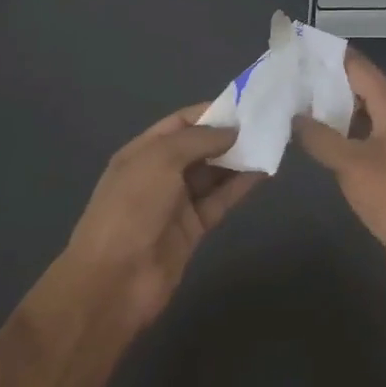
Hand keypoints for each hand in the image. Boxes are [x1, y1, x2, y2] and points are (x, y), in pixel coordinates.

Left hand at [61, 105, 258, 327]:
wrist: (113, 281)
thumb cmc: (132, 208)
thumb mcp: (160, 160)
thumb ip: (198, 139)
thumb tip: (232, 130)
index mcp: (143, 151)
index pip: (180, 123)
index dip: (211, 112)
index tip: (246, 105)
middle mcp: (160, 173)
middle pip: (199, 147)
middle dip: (229, 134)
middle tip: (266, 122)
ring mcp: (177, 203)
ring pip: (213, 173)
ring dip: (239, 159)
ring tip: (272, 142)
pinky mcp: (194, 229)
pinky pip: (220, 199)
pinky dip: (241, 185)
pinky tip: (264, 171)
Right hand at [293, 51, 385, 304]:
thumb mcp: (352, 164)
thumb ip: (321, 137)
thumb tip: (295, 115)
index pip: (362, 70)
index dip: (334, 58)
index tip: (304, 48)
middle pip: (365, 93)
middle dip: (331, 85)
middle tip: (293, 79)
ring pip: (366, 121)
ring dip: (337, 114)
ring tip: (299, 107)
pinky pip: (368, 145)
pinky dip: (346, 140)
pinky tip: (321, 145)